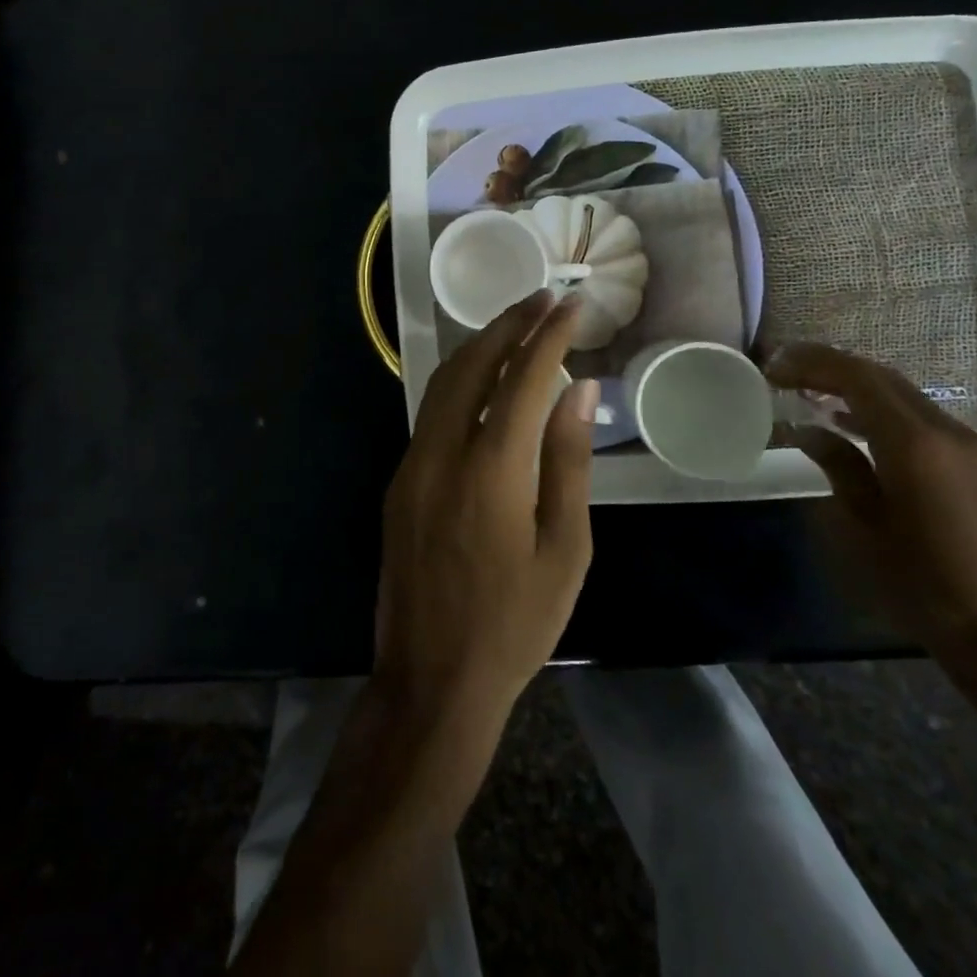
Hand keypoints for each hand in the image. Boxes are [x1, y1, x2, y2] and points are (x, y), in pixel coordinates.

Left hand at [374, 291, 598, 733]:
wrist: (432, 679)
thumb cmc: (514, 624)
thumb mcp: (564, 549)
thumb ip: (567, 461)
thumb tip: (578, 390)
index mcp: (490, 471)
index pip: (522, 380)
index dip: (549, 336)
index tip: (572, 304)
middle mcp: (440, 454)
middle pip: (471, 365)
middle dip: (509, 324)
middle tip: (543, 298)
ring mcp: (410, 466)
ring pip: (442, 384)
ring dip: (479, 346)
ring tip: (516, 324)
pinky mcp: (398, 482)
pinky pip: (430, 413)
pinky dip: (460, 382)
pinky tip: (484, 381)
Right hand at [766, 343, 976, 661]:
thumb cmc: (919, 582)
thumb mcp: (861, 524)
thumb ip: (836, 465)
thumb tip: (806, 430)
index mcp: (915, 443)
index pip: (858, 378)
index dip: (812, 365)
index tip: (772, 368)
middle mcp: (945, 431)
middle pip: (880, 377)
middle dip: (828, 366)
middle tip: (782, 369)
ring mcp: (964, 445)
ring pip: (898, 393)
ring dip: (851, 383)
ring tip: (804, 387)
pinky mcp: (969, 463)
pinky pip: (914, 415)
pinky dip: (875, 406)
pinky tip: (844, 420)